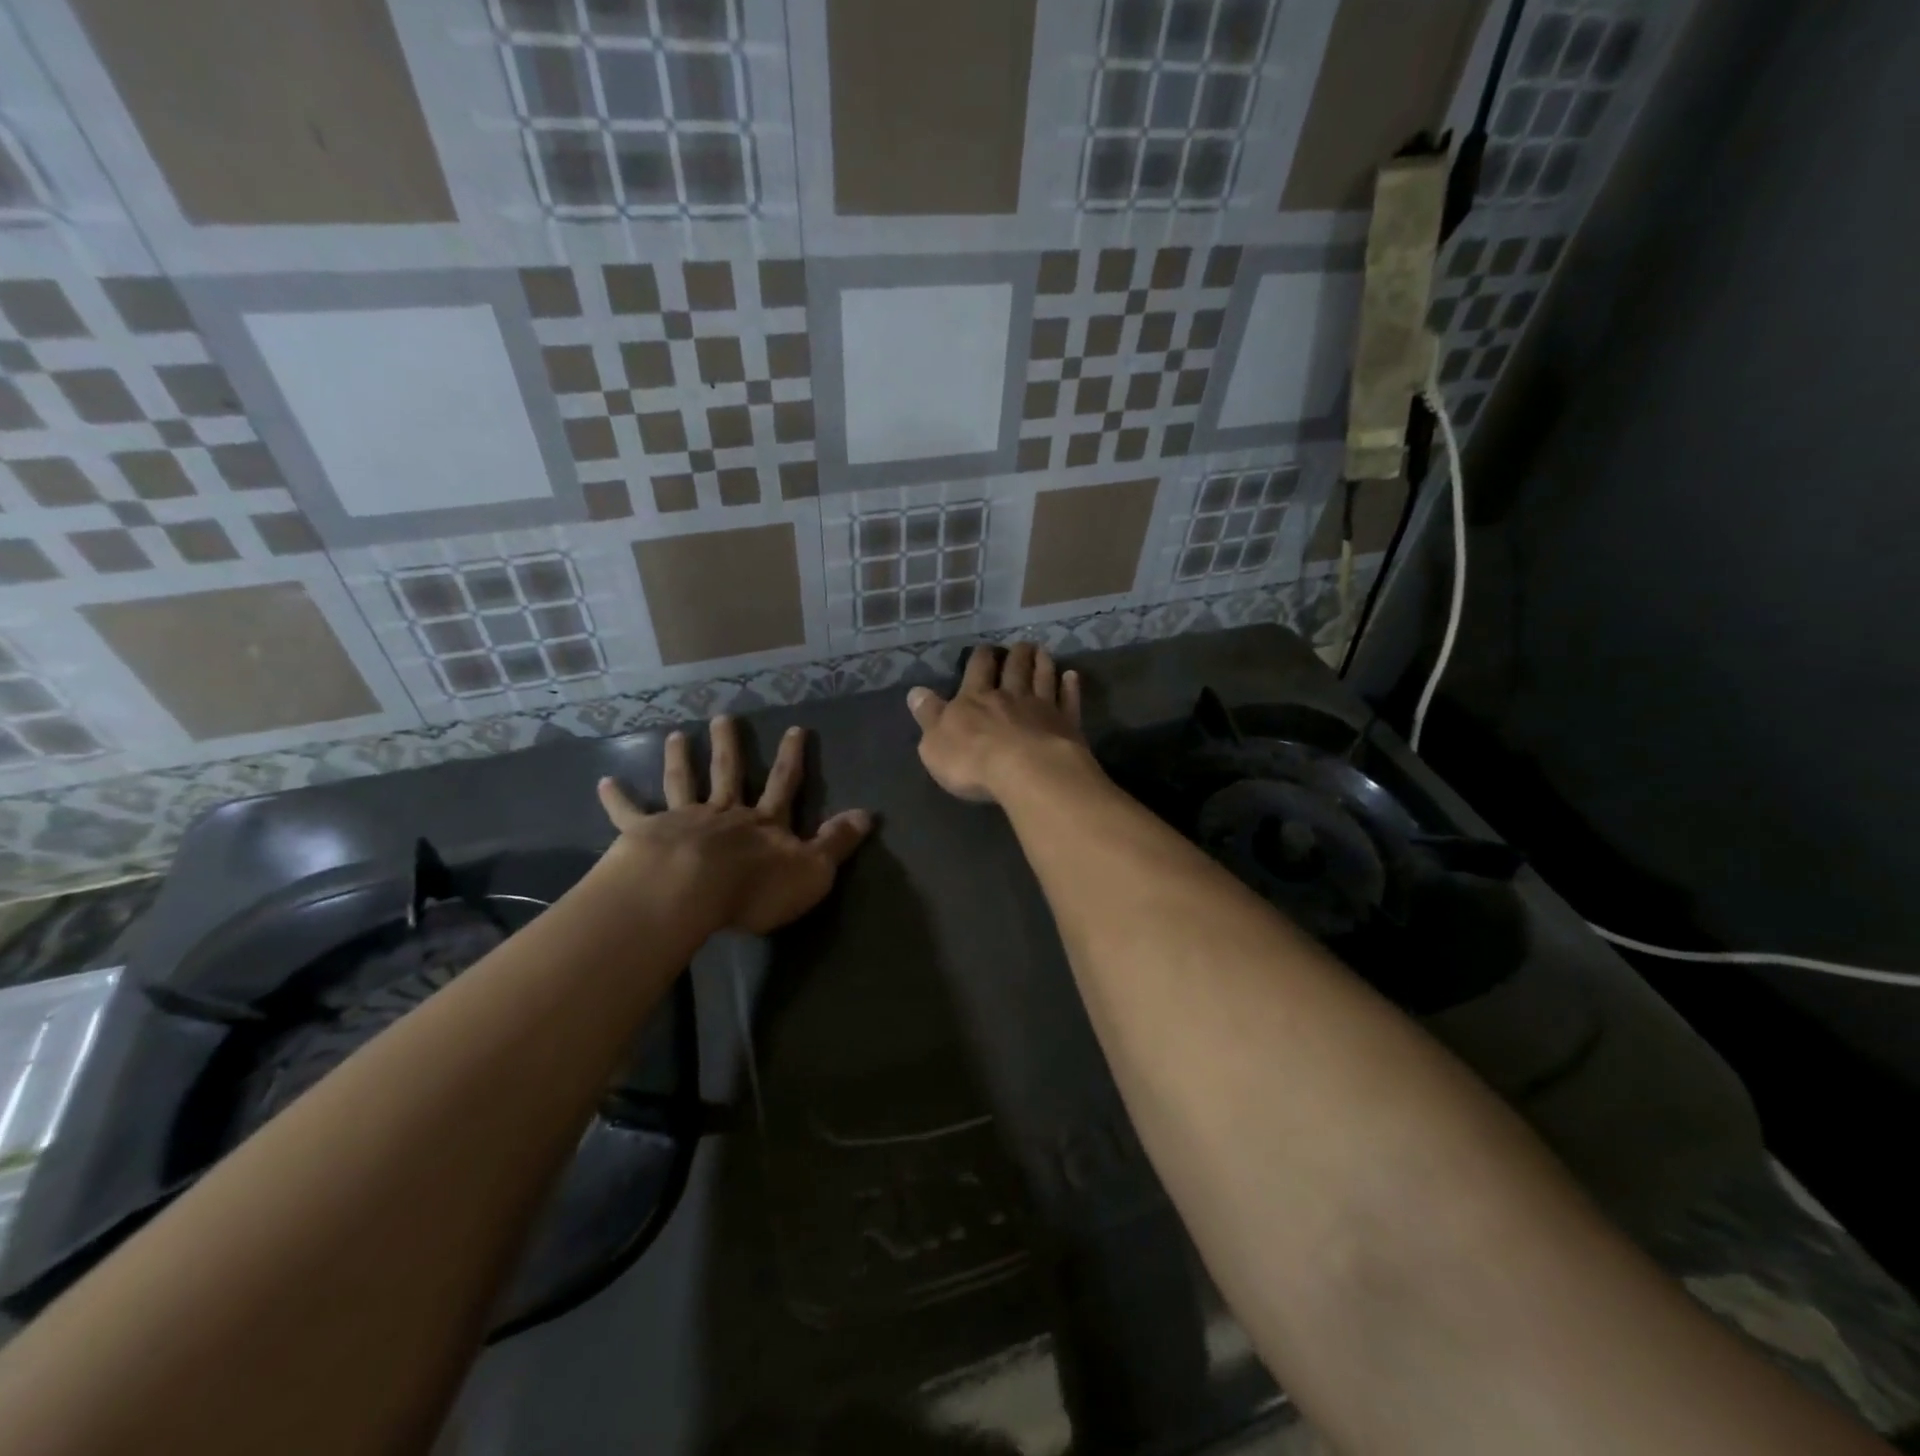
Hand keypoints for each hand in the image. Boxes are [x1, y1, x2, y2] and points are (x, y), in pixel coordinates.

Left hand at [595, 717, 871, 935]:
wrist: (690, 892)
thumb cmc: (755, 887)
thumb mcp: (812, 871)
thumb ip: (837, 843)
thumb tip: (868, 814)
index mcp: (763, 824)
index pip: (783, 784)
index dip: (792, 758)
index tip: (796, 728)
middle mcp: (724, 814)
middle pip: (728, 773)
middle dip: (730, 745)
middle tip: (725, 716)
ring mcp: (683, 821)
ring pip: (683, 783)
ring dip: (681, 759)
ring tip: (678, 735)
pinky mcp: (647, 835)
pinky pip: (630, 814)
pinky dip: (617, 798)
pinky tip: (603, 782)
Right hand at [907, 642, 1094, 802]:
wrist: (1026, 772)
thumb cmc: (972, 761)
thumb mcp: (935, 742)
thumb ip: (928, 715)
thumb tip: (916, 692)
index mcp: (975, 700)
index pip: (977, 671)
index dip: (980, 659)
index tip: (985, 649)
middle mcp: (1010, 697)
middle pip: (1014, 669)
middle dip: (1016, 655)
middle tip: (1021, 644)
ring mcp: (1042, 708)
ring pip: (1043, 678)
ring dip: (1042, 664)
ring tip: (1042, 651)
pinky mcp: (1067, 725)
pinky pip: (1069, 700)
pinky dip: (1070, 687)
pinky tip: (1072, 676)